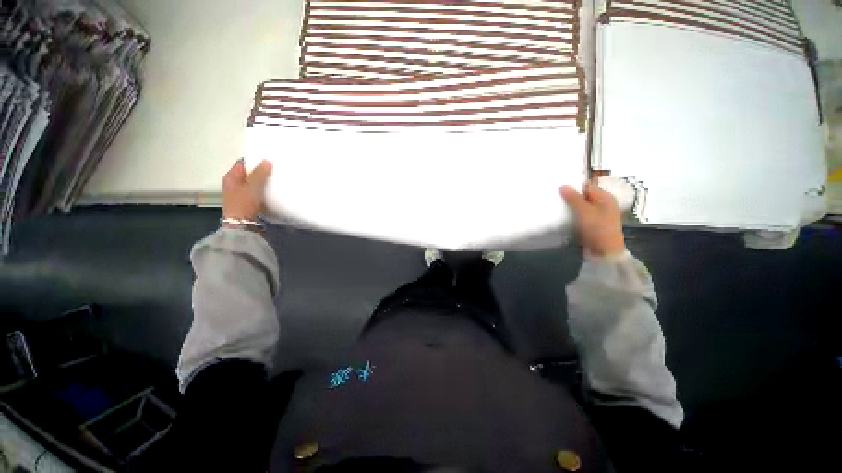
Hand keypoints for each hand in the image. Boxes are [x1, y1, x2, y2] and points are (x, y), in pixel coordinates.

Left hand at [222, 159, 272, 220]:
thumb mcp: (252, 186)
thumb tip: (267, 161)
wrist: (241, 224)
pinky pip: (256, 192)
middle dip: (260, 171)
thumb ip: (260, 173)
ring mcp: (239, 193)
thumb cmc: (244, 203)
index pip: (243, 163)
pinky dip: (263, 190)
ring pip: (253, 183)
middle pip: (248, 173)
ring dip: (262, 182)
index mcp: (231, 177)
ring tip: (275, 180)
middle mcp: (233, 184)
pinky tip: (271, 192)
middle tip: (274, 170)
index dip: (254, 160)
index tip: (268, 160)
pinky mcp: (246, 202)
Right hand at [560, 180, 625, 256]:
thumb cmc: (597, 229)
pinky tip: (562, 217)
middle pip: (583, 196)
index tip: (558, 188)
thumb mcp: (584, 211)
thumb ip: (573, 198)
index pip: (587, 186)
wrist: (604, 252)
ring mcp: (598, 215)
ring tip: (556, 207)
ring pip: (580, 207)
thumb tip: (562, 185)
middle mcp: (603, 204)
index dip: (573, 186)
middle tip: (554, 197)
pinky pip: (580, 216)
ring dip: (570, 207)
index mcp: (605, 197)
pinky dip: (572, 216)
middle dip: (570, 197)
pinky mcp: (592, 225)